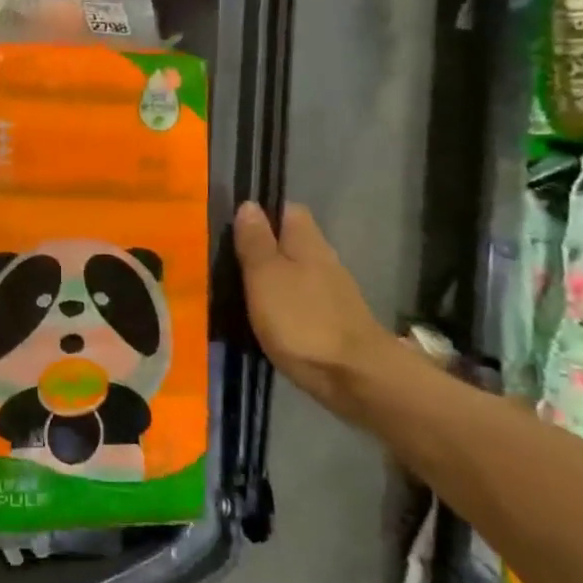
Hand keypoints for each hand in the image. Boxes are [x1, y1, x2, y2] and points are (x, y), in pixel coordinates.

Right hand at [233, 201, 394, 413]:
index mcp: (308, 242)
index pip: (288, 211)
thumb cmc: (302, 320)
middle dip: (264, 247)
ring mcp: (332, 294)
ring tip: (239, 290)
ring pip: (296, 272)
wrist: (355, 377)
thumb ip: (256, 242)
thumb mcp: (265, 276)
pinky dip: (283, 304)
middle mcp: (324, 261)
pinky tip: (265, 317)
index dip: (262, 213)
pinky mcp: (333, 323)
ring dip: (272, 277)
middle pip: (292, 242)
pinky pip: (301, 301)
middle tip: (227, 260)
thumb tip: (249, 204)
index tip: (233, 226)